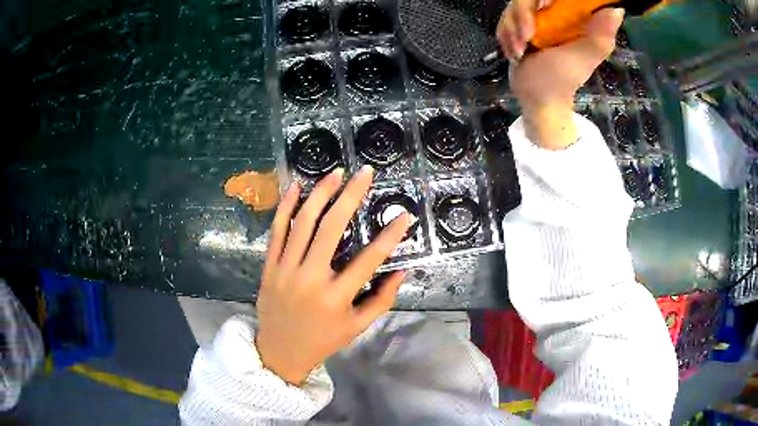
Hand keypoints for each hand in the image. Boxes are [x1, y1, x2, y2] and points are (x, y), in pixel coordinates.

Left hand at [255, 166, 411, 384]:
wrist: (280, 351)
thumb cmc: (323, 340)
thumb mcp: (357, 327)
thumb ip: (382, 300)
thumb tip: (402, 271)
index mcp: (336, 297)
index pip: (368, 260)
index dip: (389, 236)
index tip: (403, 215)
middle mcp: (310, 278)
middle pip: (331, 228)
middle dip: (351, 196)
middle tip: (364, 173)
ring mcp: (286, 269)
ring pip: (302, 223)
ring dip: (320, 194)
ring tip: (336, 174)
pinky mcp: (270, 266)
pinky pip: (276, 231)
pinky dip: (285, 207)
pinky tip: (296, 187)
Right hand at [497, 0, 623, 148]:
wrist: (537, 99)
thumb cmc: (562, 79)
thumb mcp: (583, 57)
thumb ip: (600, 35)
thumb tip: (616, 10)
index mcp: (572, 16)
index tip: (541, 8)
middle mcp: (553, 13)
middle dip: (520, 16)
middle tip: (526, 38)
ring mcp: (535, 19)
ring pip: (512, 7)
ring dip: (511, 29)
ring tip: (520, 52)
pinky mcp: (518, 26)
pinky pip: (504, 19)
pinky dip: (505, 36)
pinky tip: (515, 52)